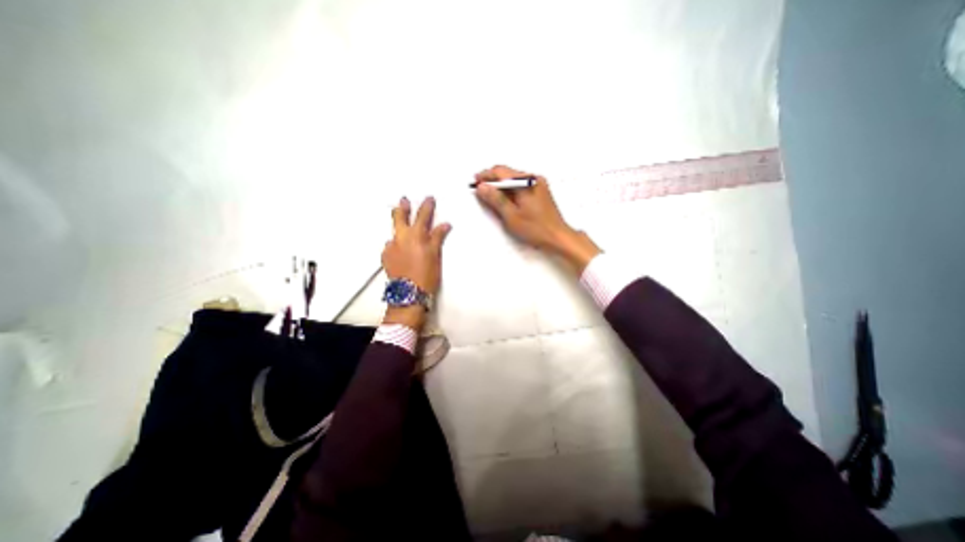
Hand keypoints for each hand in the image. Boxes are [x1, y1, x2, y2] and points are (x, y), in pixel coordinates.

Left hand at [383, 197, 451, 327]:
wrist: (408, 293)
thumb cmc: (426, 274)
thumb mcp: (435, 255)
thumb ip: (438, 238)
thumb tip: (444, 224)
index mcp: (416, 235)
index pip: (423, 215)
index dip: (427, 206)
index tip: (429, 198)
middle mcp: (401, 237)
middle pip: (400, 217)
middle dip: (403, 207)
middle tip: (404, 200)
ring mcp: (391, 246)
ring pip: (393, 231)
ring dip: (398, 226)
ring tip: (401, 225)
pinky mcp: (385, 256)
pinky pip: (390, 245)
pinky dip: (395, 243)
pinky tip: (398, 248)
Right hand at [475, 164, 600, 275]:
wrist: (558, 237)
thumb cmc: (537, 229)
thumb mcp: (511, 216)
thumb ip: (496, 200)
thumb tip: (482, 187)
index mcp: (526, 182)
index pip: (500, 172)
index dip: (486, 176)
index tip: (476, 181)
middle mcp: (533, 179)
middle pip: (507, 173)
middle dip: (492, 179)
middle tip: (481, 189)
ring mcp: (538, 184)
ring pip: (514, 179)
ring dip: (501, 185)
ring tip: (491, 195)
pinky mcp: (540, 191)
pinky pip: (521, 185)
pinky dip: (511, 189)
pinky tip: (506, 199)